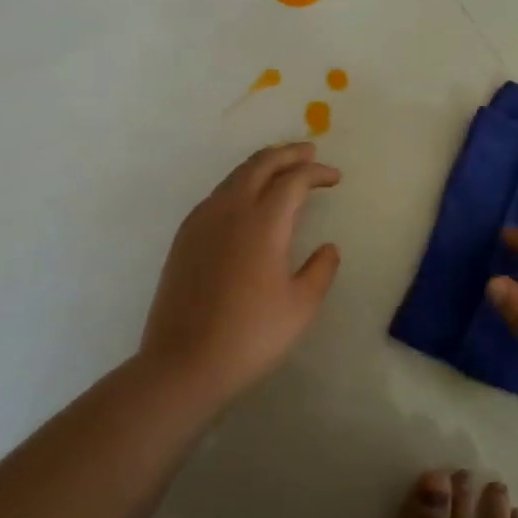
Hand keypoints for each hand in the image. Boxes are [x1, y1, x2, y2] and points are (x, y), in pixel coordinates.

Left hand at [139, 143, 341, 408]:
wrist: (183, 364)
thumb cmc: (250, 335)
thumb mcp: (301, 306)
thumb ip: (321, 270)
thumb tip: (328, 248)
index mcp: (263, 222)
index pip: (293, 180)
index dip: (317, 173)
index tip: (335, 178)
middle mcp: (230, 210)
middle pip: (260, 165)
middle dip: (288, 154)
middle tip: (309, 152)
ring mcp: (202, 221)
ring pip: (235, 176)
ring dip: (262, 166)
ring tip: (281, 169)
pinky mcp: (184, 237)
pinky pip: (217, 195)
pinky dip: (240, 184)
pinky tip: (246, 201)